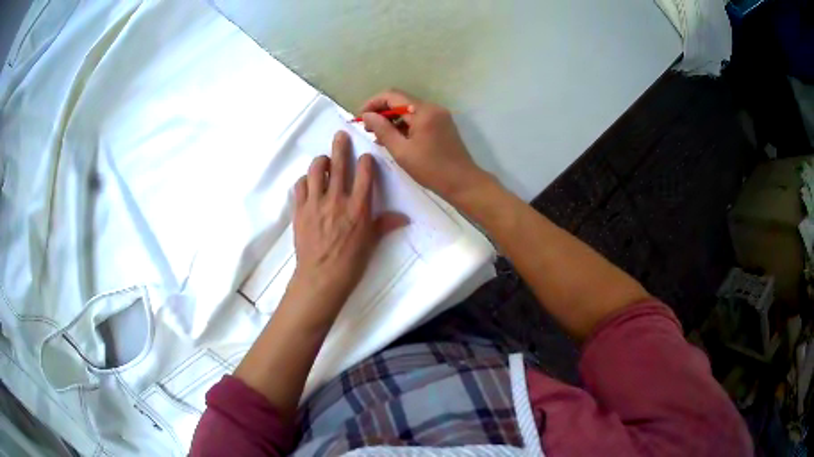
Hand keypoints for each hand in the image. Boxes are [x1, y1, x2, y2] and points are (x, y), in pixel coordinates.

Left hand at [288, 131, 407, 325]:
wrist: (321, 278)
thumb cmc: (351, 263)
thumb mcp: (372, 243)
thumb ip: (385, 224)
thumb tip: (405, 218)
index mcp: (359, 206)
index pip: (364, 173)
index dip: (365, 160)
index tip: (365, 157)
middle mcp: (337, 198)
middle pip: (339, 164)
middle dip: (341, 145)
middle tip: (340, 134)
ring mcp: (316, 202)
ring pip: (316, 170)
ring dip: (321, 161)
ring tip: (324, 160)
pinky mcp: (300, 210)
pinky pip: (300, 186)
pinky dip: (305, 180)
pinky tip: (309, 183)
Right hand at [360, 89, 492, 203]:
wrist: (463, 183)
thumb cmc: (431, 169)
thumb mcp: (402, 151)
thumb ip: (383, 130)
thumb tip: (367, 115)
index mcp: (423, 111)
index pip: (392, 95)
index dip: (372, 103)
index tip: (360, 118)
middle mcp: (432, 108)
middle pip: (401, 101)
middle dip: (381, 112)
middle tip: (367, 129)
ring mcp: (439, 116)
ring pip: (409, 111)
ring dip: (392, 120)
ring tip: (378, 137)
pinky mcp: (442, 125)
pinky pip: (418, 119)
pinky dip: (404, 126)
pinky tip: (395, 140)